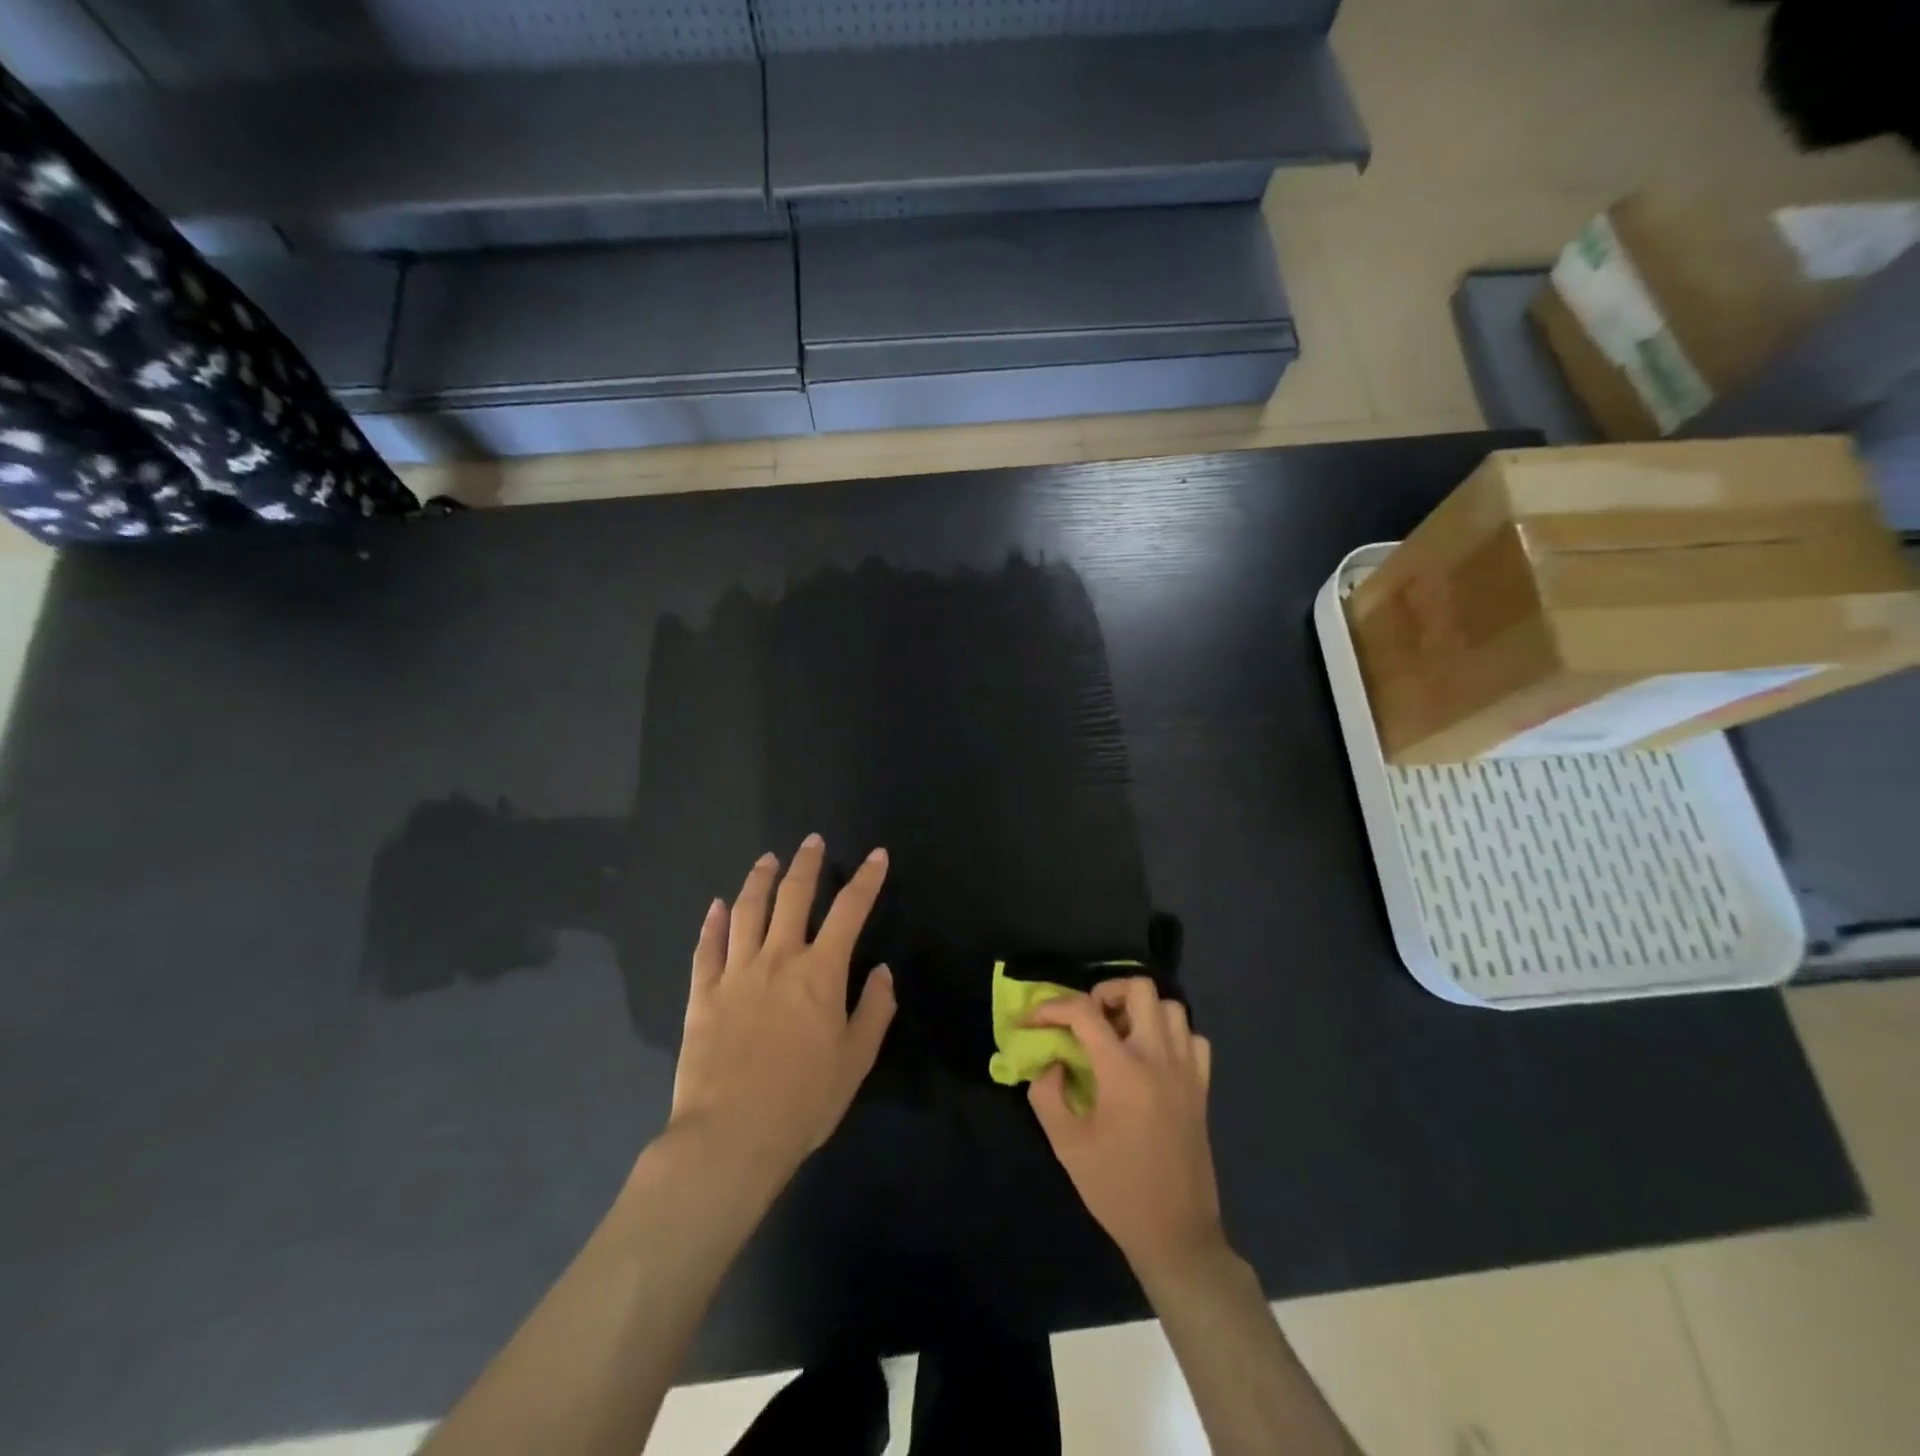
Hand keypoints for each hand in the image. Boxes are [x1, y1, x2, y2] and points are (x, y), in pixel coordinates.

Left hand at [667, 835, 894, 1184]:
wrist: (731, 1136)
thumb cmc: (804, 1100)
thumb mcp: (856, 1060)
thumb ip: (874, 1010)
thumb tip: (883, 972)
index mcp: (821, 972)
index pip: (850, 910)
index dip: (867, 879)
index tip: (877, 856)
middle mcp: (779, 959)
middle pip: (793, 896)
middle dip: (806, 864)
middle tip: (812, 842)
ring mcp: (736, 973)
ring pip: (747, 911)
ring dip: (759, 880)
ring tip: (767, 859)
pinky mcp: (703, 994)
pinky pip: (707, 947)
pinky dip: (713, 923)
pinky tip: (718, 906)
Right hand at [1027, 978, 1223, 1280]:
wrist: (1175, 1234)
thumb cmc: (1116, 1189)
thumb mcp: (1066, 1145)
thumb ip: (1047, 1094)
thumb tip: (1050, 1062)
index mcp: (1123, 1070)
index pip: (1084, 1011)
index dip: (1051, 1007)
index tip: (1030, 1021)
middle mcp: (1159, 1057)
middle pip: (1139, 989)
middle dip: (1105, 992)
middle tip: (1086, 1019)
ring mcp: (1186, 1070)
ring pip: (1170, 1007)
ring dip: (1140, 1010)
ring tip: (1118, 1034)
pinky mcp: (1202, 1087)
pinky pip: (1193, 1038)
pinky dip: (1171, 1035)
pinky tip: (1152, 1057)